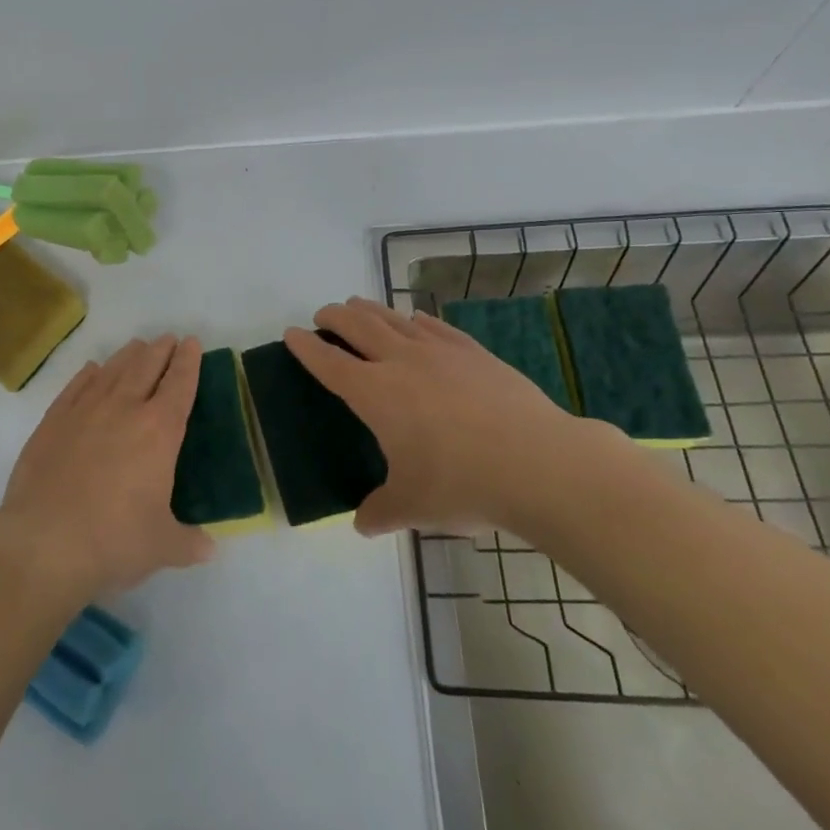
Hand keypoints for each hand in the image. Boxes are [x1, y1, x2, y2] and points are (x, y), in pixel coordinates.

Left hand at [0, 335, 214, 599]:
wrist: (44, 543)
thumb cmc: (113, 541)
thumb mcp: (161, 546)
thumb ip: (188, 543)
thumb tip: (209, 549)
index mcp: (159, 431)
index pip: (179, 385)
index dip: (189, 362)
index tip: (192, 343)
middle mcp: (124, 409)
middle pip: (146, 367)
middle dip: (160, 350)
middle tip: (168, 338)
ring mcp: (85, 411)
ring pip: (112, 371)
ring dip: (128, 356)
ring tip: (137, 346)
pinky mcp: (53, 421)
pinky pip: (76, 387)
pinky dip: (87, 375)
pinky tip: (92, 370)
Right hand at [285, 298, 622, 539]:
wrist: (538, 463)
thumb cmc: (463, 484)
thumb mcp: (414, 506)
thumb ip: (381, 511)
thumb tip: (361, 524)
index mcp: (375, 394)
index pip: (329, 362)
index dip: (306, 347)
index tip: (291, 333)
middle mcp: (400, 362)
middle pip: (357, 325)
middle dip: (335, 316)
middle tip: (323, 314)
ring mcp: (439, 351)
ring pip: (393, 318)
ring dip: (370, 309)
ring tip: (359, 305)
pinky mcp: (472, 351)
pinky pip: (433, 325)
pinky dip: (414, 319)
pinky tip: (415, 320)